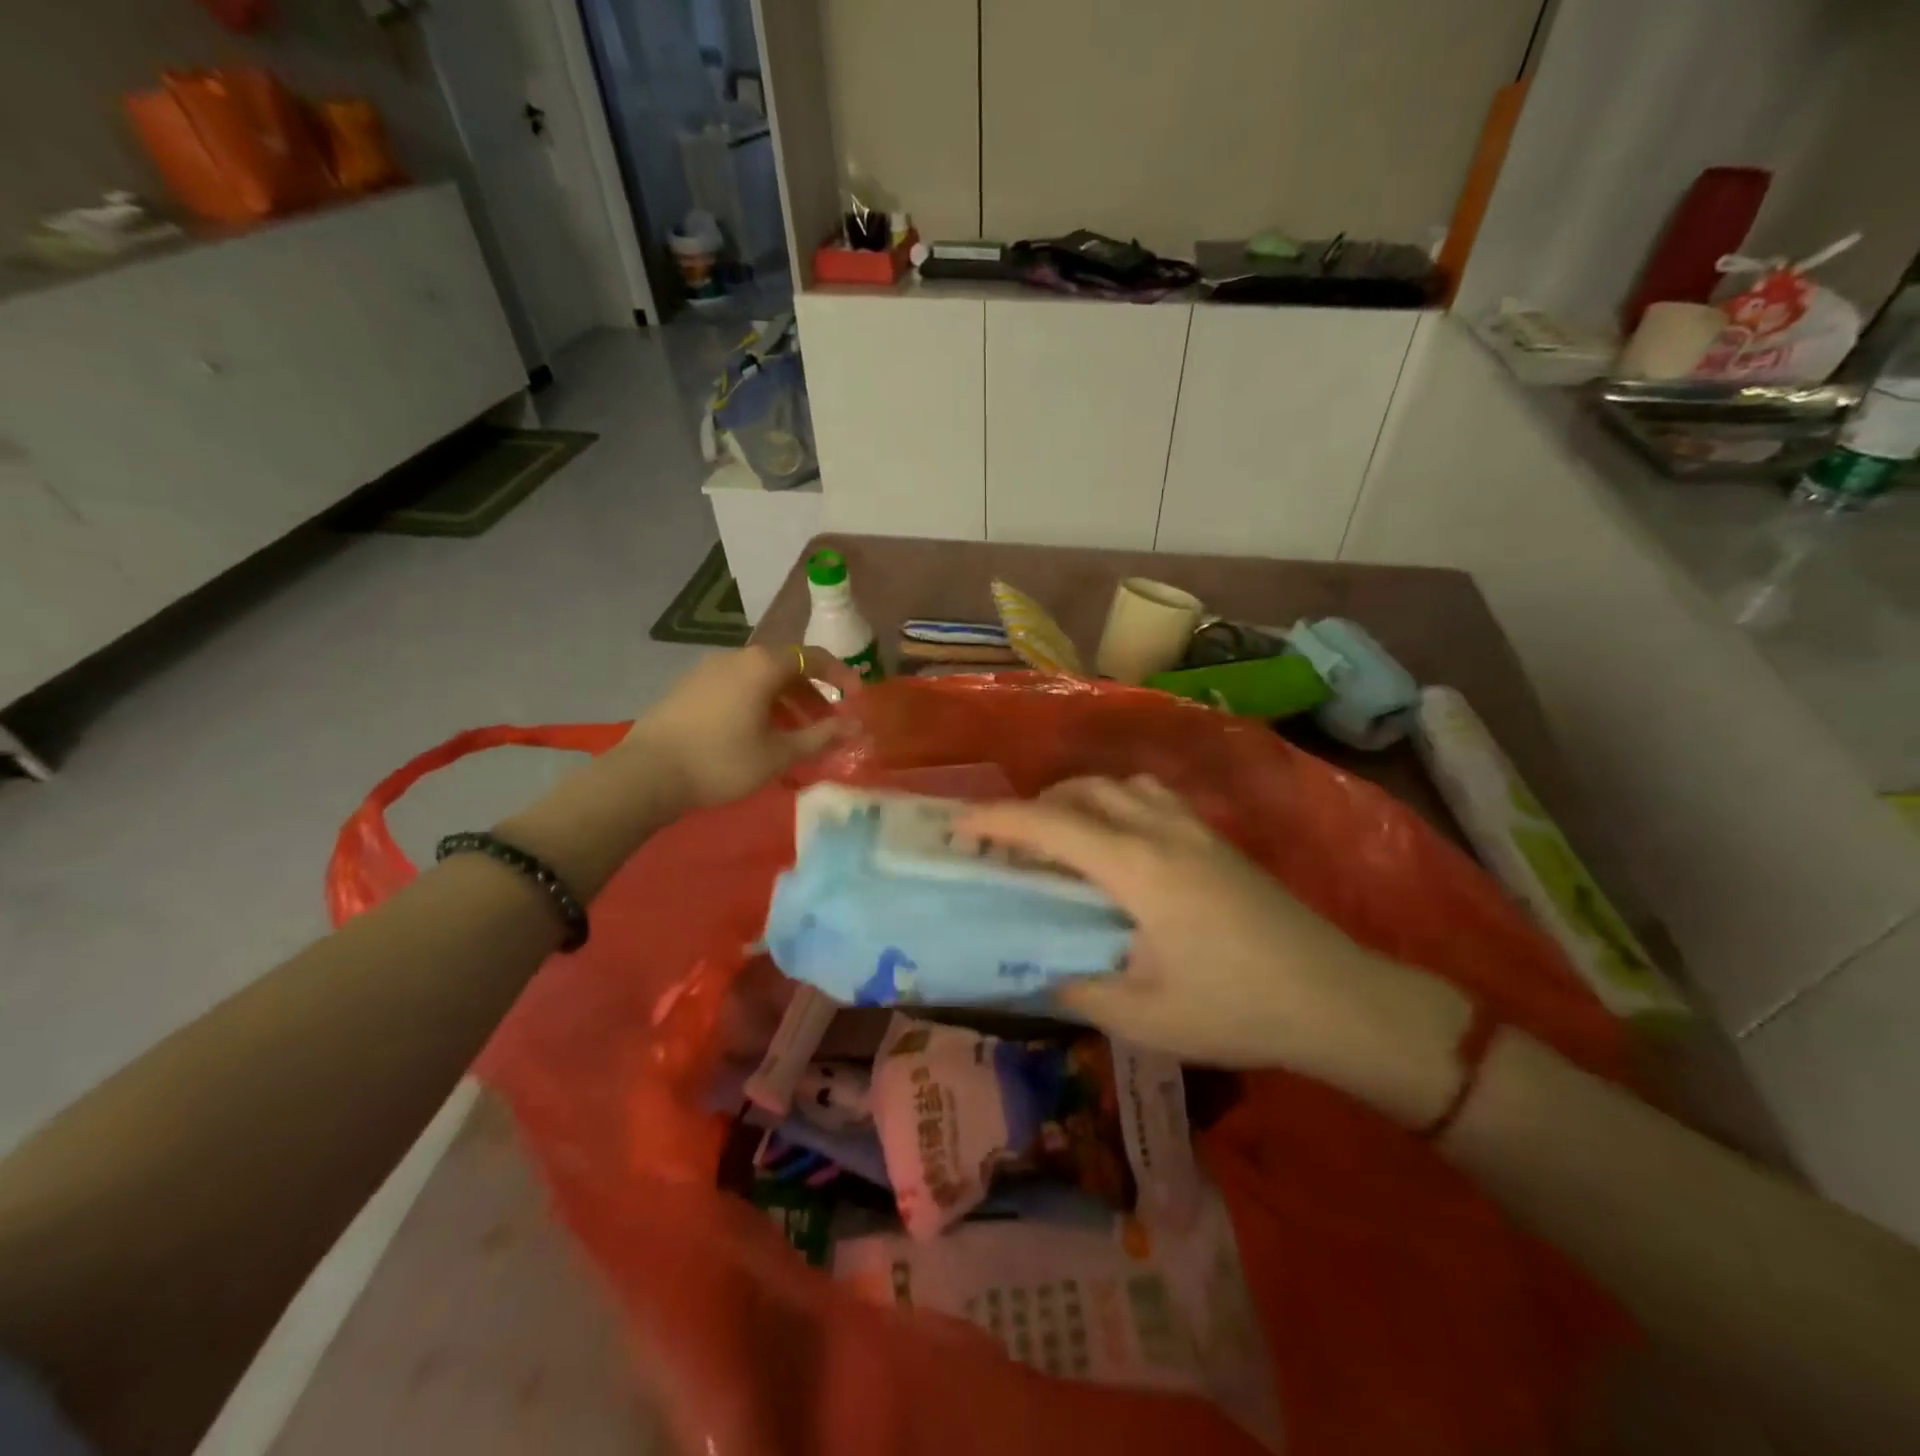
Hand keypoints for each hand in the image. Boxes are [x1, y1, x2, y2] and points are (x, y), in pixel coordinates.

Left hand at [616, 645, 857, 809]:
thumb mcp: (779, 754)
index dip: (842, 676)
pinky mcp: (690, 686)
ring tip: (795, 735)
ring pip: (761, 678)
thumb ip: (821, 736)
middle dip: (813, 694)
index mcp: (763, 665)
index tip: (857, 699)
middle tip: (827, 724)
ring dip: (786, 701)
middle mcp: (737, 657)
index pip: (814, 658)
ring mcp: (709, 669)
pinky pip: (738, 686)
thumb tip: (856, 726)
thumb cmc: (722, 761)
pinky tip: (758, 734)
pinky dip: (759, 703)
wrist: (646, 773)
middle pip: (787, 667)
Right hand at [960, 776, 1472, 1126]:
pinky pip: (1149, 796)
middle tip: (1008, 849)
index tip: (958, 829)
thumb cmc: (1238, 1010)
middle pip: (1080, 791)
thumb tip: (1038, 970)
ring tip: (1059, 842)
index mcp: (1137, 868)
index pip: (1049, 825)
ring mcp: (1194, 828)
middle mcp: (1161, 830)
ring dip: (1076, 800)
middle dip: (1032, 808)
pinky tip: (1117, 845)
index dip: (996, 821)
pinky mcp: (1216, 837)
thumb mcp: (1143, 1017)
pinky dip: (1114, 803)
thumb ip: (1077, 988)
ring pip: (1117, 785)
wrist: (1339, 999)